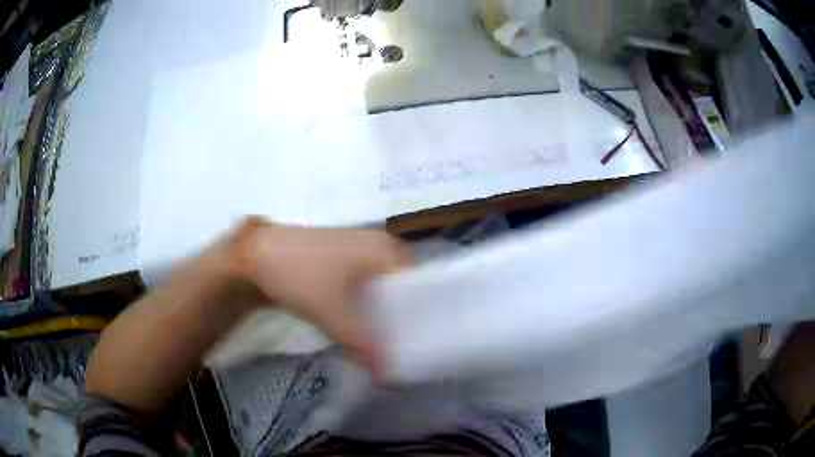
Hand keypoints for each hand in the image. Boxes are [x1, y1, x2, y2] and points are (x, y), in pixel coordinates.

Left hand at [234, 218, 409, 369]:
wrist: (255, 255)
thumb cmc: (301, 275)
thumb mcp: (334, 315)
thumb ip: (364, 346)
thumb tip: (388, 378)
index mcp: (386, 250)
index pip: (420, 284)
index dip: (422, 314)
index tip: (421, 341)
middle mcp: (378, 244)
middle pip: (401, 287)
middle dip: (400, 317)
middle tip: (403, 346)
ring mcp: (357, 248)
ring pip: (380, 287)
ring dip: (380, 313)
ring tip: (385, 341)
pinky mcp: (339, 257)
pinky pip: (363, 283)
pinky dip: (364, 304)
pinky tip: (359, 323)